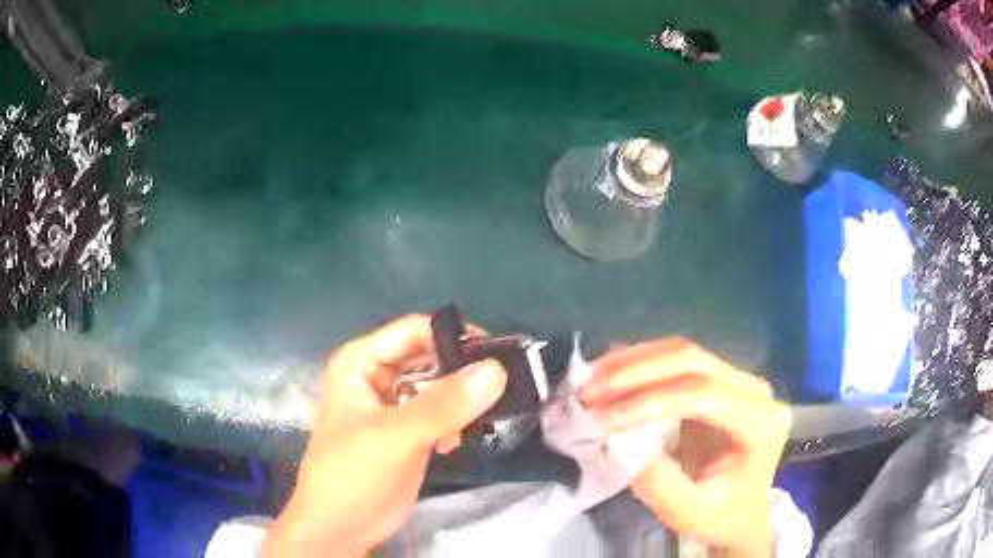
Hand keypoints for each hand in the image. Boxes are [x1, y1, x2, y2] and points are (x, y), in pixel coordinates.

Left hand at [263, 315, 506, 556]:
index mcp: (361, 362)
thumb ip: (444, 404)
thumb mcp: (395, 436)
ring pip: (438, 386)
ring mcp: (393, 405)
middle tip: (503, 386)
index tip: (498, 356)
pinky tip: (455, 442)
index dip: (454, 337)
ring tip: (482, 417)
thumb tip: (497, 370)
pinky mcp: (408, 432)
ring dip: (463, 399)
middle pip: (430, 357)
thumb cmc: (353, 474)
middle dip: (464, 370)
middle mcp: (377, 376)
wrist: (340, 527)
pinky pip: (440, 414)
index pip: (415, 331)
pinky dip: (455, 422)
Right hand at [580, 339, 789, 557]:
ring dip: (634, 363)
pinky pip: (680, 362)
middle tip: (589, 391)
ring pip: (685, 354)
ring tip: (591, 378)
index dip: (650, 401)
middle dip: (636, 372)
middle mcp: (756, 391)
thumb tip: (615, 441)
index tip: (602, 419)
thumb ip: (658, 482)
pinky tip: (611, 371)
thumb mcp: (688, 512)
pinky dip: (641, 365)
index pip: (704, 395)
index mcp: (760, 424)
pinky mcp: (723, 381)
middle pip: (695, 362)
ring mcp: (741, 381)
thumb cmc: (720, 517)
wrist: (742, 514)